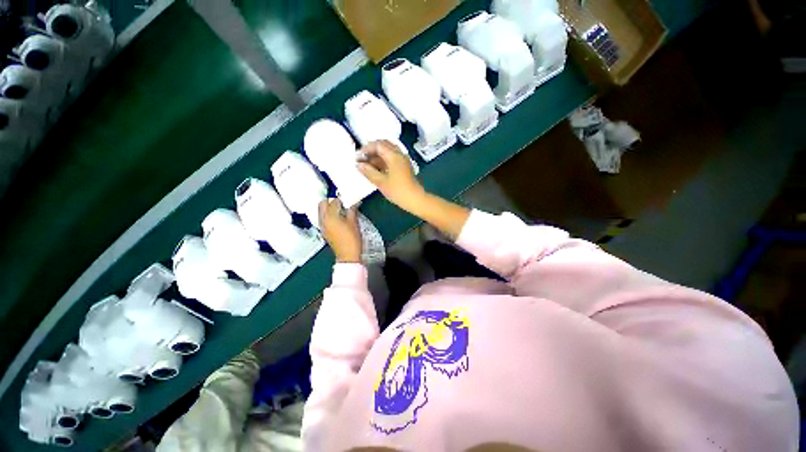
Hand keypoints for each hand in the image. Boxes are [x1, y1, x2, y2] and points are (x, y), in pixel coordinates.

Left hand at [318, 198, 361, 262]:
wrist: (348, 255)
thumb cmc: (352, 239)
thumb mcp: (354, 222)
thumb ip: (351, 210)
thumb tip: (353, 203)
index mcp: (330, 216)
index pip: (334, 201)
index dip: (342, 198)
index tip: (348, 198)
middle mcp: (323, 220)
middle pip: (322, 204)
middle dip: (331, 201)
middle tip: (342, 202)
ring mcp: (322, 226)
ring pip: (322, 211)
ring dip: (329, 208)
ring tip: (341, 210)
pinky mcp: (324, 231)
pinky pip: (324, 218)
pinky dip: (329, 215)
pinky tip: (339, 218)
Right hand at [357, 140, 425, 213]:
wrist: (415, 199)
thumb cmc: (398, 190)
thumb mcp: (381, 182)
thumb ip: (368, 172)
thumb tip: (358, 165)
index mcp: (394, 155)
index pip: (378, 145)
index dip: (366, 149)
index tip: (357, 157)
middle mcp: (399, 154)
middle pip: (384, 145)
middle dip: (371, 150)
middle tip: (361, 158)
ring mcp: (402, 160)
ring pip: (388, 152)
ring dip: (377, 156)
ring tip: (366, 165)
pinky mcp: (403, 167)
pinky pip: (391, 159)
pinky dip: (382, 161)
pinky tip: (375, 169)